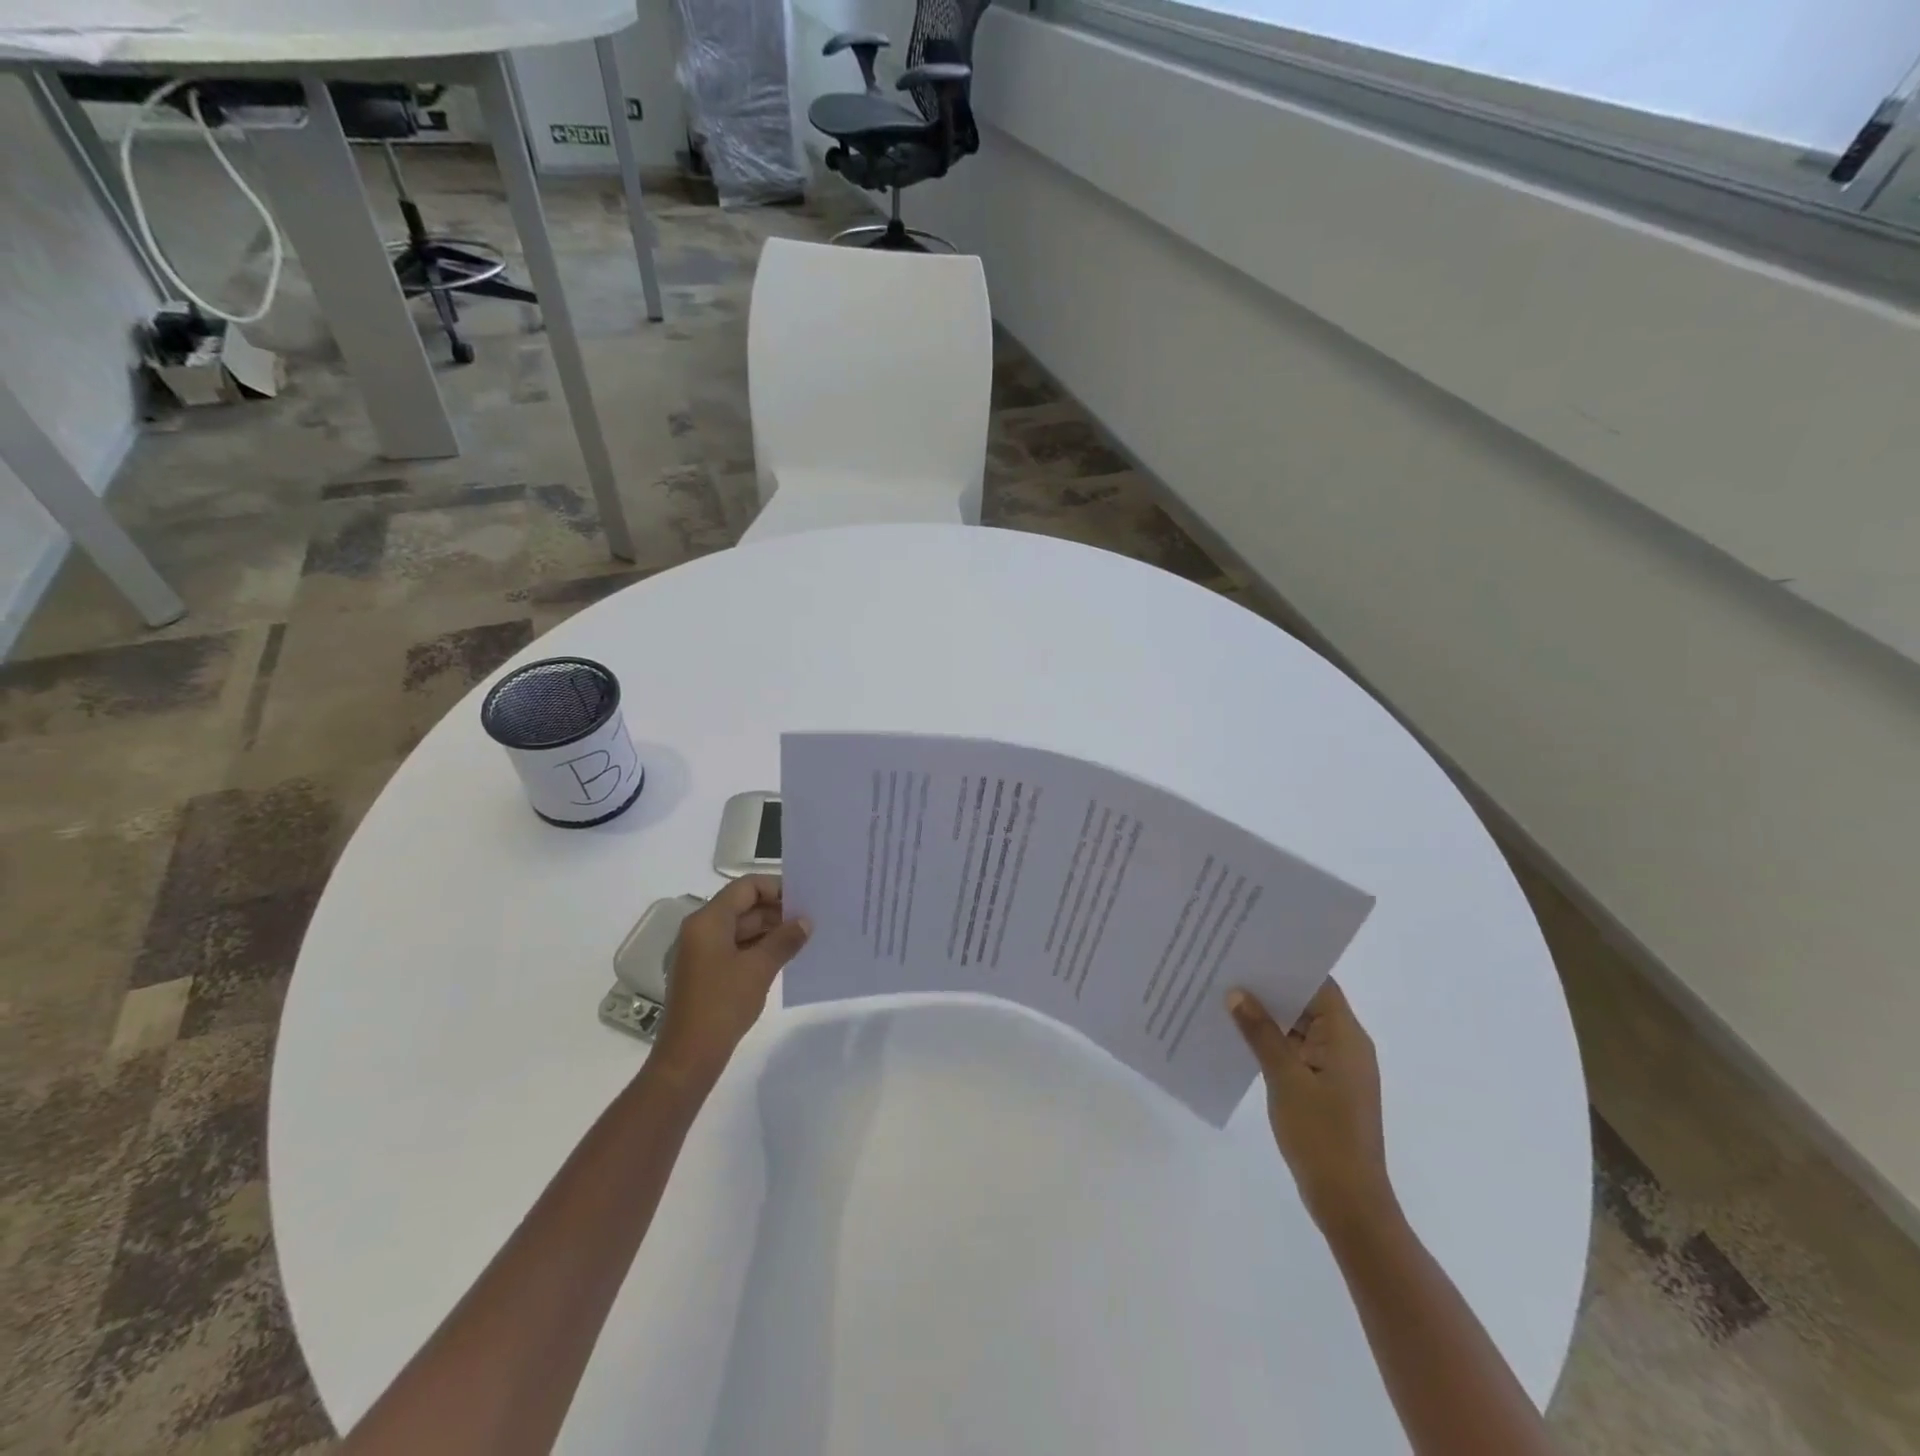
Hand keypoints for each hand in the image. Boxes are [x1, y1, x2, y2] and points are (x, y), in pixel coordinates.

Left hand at [651, 875, 809, 1086]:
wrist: (688, 1057)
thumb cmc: (722, 1005)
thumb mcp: (759, 969)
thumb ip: (784, 940)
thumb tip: (805, 922)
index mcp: (708, 921)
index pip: (746, 887)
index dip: (776, 888)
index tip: (805, 899)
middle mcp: (702, 930)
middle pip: (744, 906)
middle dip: (777, 910)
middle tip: (811, 918)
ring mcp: (703, 952)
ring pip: (742, 928)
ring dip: (771, 930)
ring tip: (804, 937)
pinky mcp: (707, 972)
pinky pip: (737, 948)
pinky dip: (759, 948)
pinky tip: (785, 957)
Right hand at [1227, 979, 1394, 1233]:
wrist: (1349, 1203)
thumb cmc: (1322, 1136)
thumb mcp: (1285, 1079)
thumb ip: (1261, 1033)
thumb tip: (1237, 993)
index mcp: (1347, 1037)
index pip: (1318, 984)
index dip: (1287, 965)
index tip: (1250, 949)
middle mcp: (1346, 1046)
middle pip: (1308, 1003)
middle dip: (1270, 988)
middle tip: (1228, 968)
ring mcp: (1336, 1068)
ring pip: (1300, 1028)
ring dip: (1268, 1016)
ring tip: (1225, 996)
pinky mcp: (1324, 1087)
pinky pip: (1297, 1051)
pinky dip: (1272, 1041)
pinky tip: (1239, 1037)